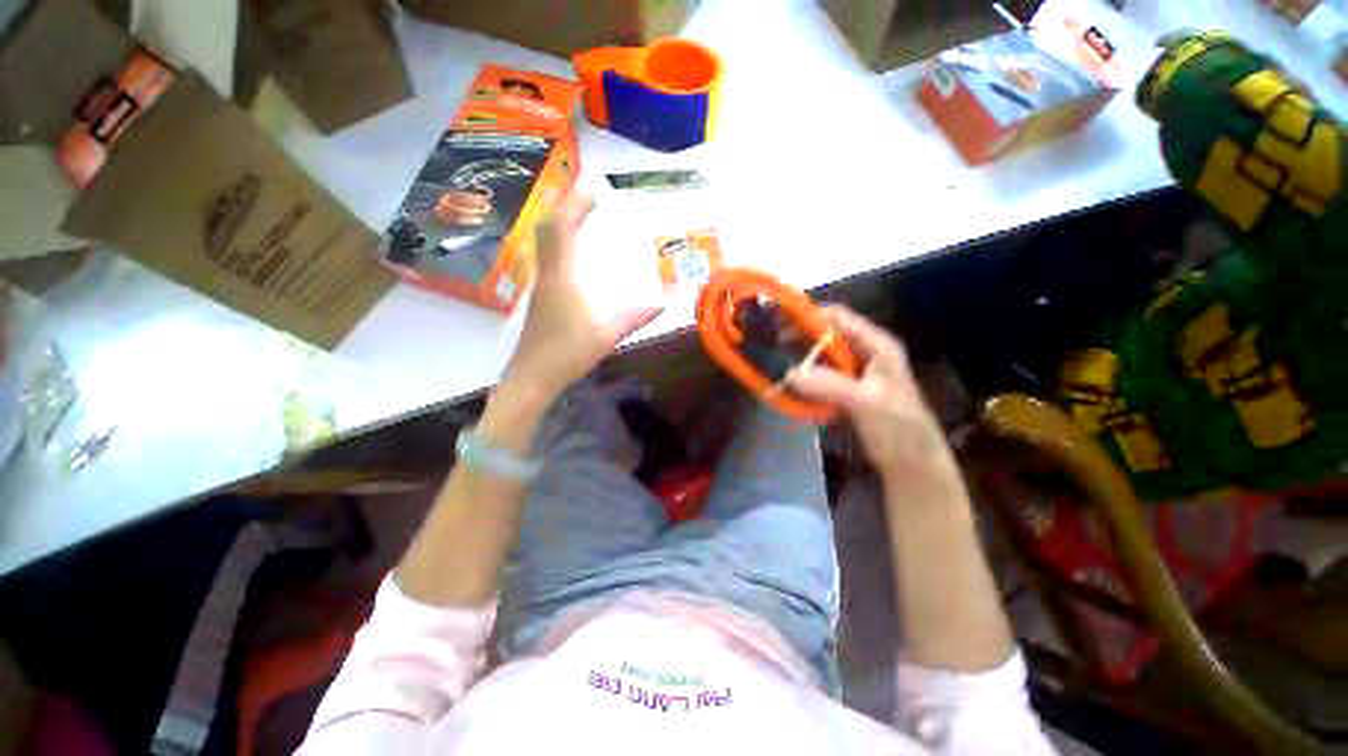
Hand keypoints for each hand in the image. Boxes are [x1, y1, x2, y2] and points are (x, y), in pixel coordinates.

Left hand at [500, 191, 662, 405]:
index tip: (594, 192)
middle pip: (547, 229)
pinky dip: (556, 240)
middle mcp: (546, 276)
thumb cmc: (567, 357)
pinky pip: (544, 256)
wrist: (531, 378)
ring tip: (579, 213)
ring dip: (558, 221)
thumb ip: (633, 319)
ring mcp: (539, 285)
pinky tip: (569, 248)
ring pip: (542, 241)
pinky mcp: (538, 295)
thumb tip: (662, 304)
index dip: (576, 207)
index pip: (563, 231)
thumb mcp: (605, 338)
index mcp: (562, 280)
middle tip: (587, 195)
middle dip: (565, 206)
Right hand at [788, 306, 959, 488]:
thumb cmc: (899, 429)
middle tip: (770, 345)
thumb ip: (830, 385)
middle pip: (827, 335)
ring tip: (773, 362)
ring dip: (800, 359)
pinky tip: (789, 385)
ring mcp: (856, 373)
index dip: (810, 315)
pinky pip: (821, 378)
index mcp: (877, 345)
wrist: (913, 465)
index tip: (779, 322)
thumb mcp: (867, 403)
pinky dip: (806, 379)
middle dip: (800, 337)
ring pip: (822, 357)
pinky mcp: (847, 392)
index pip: (839, 317)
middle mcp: (865, 353)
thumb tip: (790, 372)